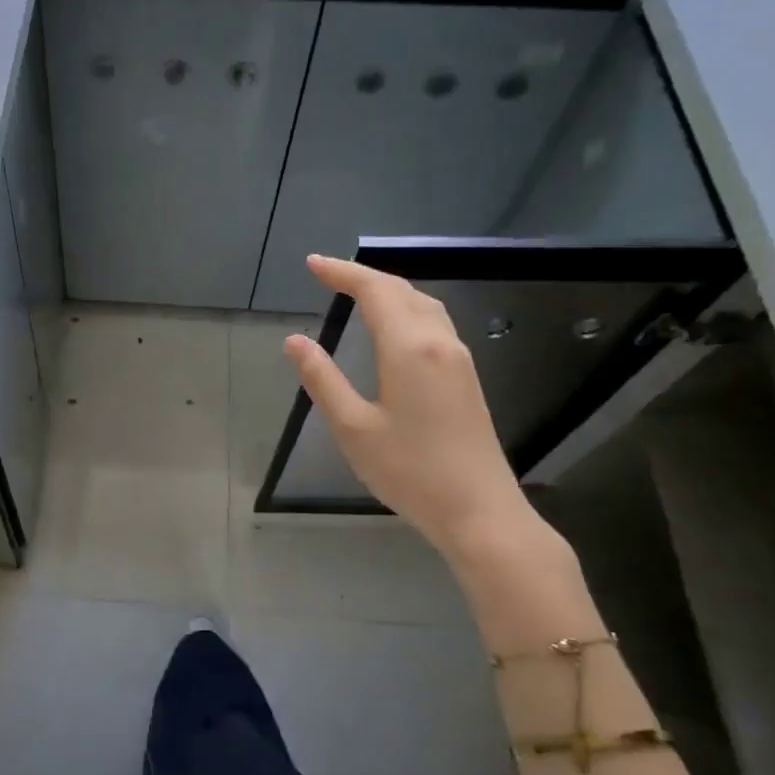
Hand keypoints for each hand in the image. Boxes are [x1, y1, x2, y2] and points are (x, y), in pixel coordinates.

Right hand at [284, 254, 537, 561]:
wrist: (479, 510)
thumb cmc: (409, 471)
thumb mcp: (353, 427)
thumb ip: (322, 379)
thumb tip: (295, 341)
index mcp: (409, 348)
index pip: (375, 292)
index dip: (342, 273)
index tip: (312, 264)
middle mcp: (439, 343)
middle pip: (402, 291)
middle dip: (363, 276)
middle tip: (327, 274)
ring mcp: (458, 359)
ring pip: (424, 305)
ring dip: (389, 291)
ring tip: (356, 293)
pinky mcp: (466, 378)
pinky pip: (434, 324)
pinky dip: (406, 310)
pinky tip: (393, 326)